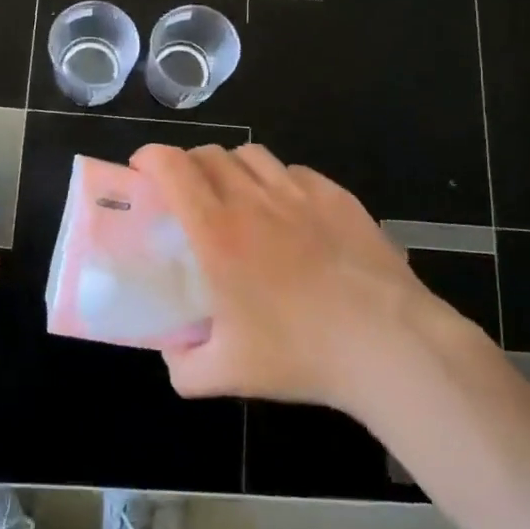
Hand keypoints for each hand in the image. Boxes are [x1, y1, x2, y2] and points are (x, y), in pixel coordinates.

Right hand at [131, 143, 464, 414]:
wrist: (387, 343)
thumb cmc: (300, 353)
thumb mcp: (226, 374)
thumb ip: (183, 366)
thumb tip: (171, 355)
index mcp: (217, 232)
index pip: (172, 167)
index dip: (150, 158)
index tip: (142, 172)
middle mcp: (253, 200)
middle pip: (209, 154)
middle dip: (187, 165)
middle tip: (186, 196)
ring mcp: (299, 193)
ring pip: (251, 155)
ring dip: (231, 168)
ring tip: (236, 198)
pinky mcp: (337, 196)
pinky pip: (294, 173)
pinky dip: (278, 182)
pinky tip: (288, 213)